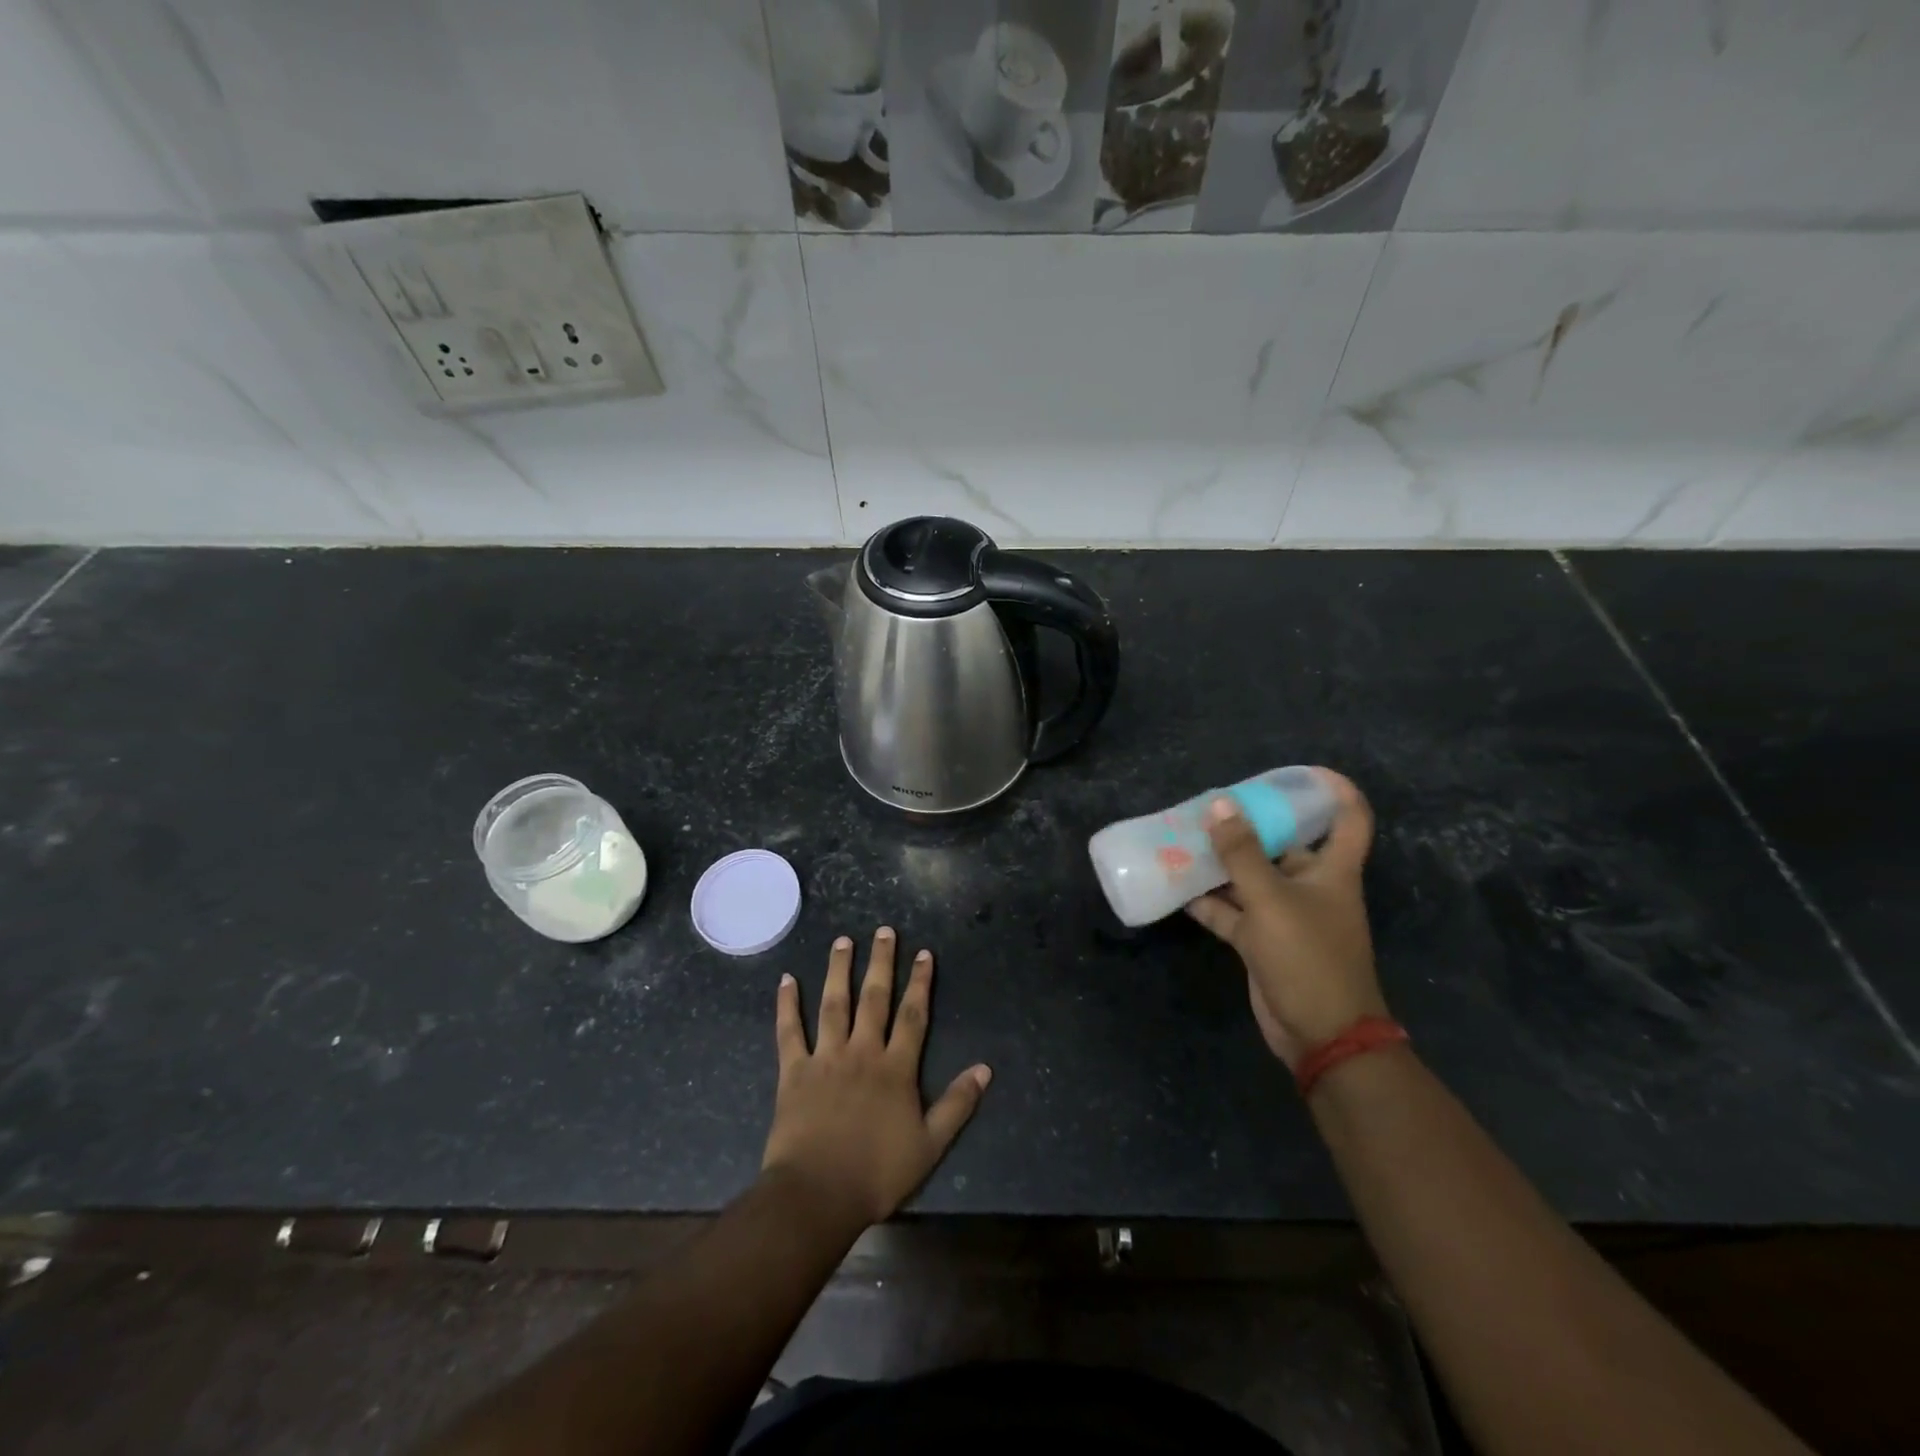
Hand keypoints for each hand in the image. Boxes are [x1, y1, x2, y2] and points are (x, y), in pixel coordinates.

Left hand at [761, 928, 990, 1233]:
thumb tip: (985, 1068)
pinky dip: (787, 1005)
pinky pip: (789, 1031)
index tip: (923, 953)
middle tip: (884, 931)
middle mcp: (863, 1051)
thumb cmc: (877, 1173)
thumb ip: (957, 1104)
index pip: (913, 1015)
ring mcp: (826, 1057)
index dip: (920, 982)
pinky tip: (786, 979)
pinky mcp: (794, 1071)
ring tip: (843, 941)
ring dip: (839, 970)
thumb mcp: (930, 1145)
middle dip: (881, 962)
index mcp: (896, 1068)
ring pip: (834, 1004)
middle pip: (874, 998)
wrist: (817, 1195)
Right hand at [1185, 769, 1387, 1067]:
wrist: (1320, 1035)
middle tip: (1213, 804)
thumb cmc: (1307, 957)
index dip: (1333, 790)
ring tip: (1182, 837)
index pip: (1348, 819)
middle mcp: (1309, 887)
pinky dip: (1206, 900)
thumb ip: (1242, 853)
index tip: (1302, 772)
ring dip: (1220, 862)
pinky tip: (1175, 885)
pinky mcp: (1261, 941)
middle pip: (1284, 844)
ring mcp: (1283, 915)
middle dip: (1251, 825)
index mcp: (1331, 871)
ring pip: (1249, 877)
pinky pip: (1230, 911)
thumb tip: (1221, 804)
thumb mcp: (1271, 900)